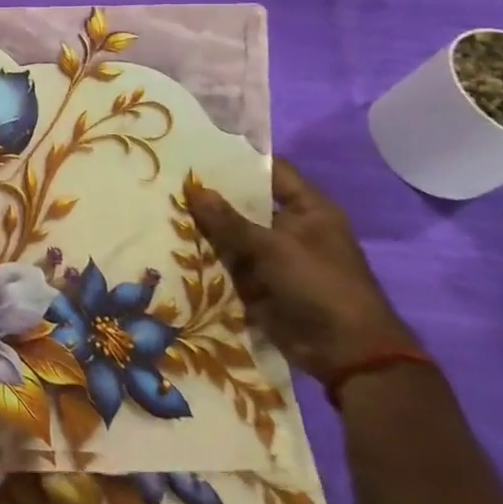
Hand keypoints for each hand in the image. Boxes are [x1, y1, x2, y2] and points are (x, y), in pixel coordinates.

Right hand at [187, 159, 416, 380]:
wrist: (344, 353)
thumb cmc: (320, 286)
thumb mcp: (273, 248)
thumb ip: (229, 220)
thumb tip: (193, 188)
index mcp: (308, 209)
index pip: (270, 171)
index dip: (237, 160)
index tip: (197, 150)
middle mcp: (289, 227)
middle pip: (244, 202)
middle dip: (209, 195)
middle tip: (166, 177)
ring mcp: (272, 255)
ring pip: (230, 232)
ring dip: (202, 226)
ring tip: (159, 204)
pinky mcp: (257, 280)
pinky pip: (225, 260)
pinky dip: (204, 254)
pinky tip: (169, 239)